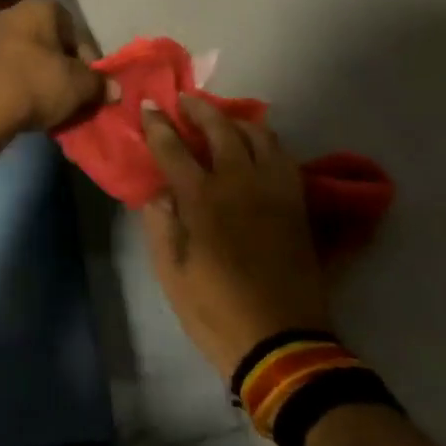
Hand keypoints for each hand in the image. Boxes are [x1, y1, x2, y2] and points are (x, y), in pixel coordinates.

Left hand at [0, 0, 104, 137]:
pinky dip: (19, 86)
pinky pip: (7, 72)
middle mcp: (11, 14)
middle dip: (63, 68)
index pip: (73, 27)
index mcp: (39, 7)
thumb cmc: (35, 84)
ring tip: (50, 106)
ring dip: (41, 79)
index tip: (90, 83)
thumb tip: (113, 89)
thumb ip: (99, 84)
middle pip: (49, 43)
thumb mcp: (78, 86)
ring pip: (27, 58)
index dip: (87, 57)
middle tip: (73, 96)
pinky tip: (24, 108)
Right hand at [139, 95, 330, 377]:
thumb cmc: (215, 310)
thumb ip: (160, 224)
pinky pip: (283, 157)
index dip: (158, 124)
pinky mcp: (297, 204)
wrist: (282, 343)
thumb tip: (158, 191)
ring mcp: (274, 191)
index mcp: (202, 201)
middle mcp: (239, 184)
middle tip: (184, 101)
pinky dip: (265, 142)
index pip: (174, 148)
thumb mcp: (171, 272)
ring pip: (259, 135)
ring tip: (221, 120)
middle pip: (221, 129)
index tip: (148, 107)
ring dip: (235, 120)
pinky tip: (255, 147)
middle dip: (199, 109)